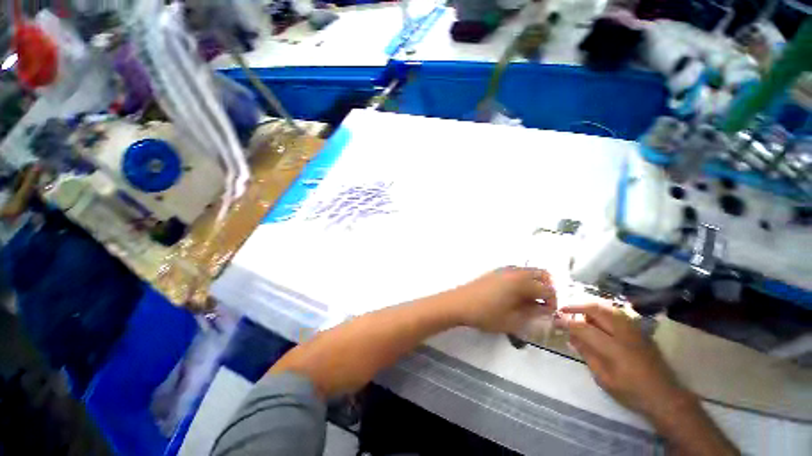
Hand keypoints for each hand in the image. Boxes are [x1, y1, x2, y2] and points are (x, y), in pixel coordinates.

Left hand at [452, 267, 556, 332]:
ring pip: (528, 272)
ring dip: (534, 284)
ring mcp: (503, 270)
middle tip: (541, 304)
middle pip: (540, 274)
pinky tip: (514, 296)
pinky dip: (522, 281)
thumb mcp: (512, 321)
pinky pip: (515, 273)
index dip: (552, 302)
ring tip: (528, 302)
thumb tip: (544, 309)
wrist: (459, 303)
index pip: (547, 289)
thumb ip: (532, 314)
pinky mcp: (495, 272)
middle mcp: (514, 272)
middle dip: (546, 288)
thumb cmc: (486, 314)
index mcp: (521, 282)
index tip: (548, 314)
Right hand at [556, 302, 691, 418]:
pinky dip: (602, 309)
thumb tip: (571, 337)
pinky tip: (596, 316)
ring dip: (589, 305)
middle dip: (576, 306)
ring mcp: (634, 329)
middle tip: (564, 309)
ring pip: (607, 307)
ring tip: (578, 310)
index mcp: (613, 348)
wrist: (665, 396)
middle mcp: (623, 333)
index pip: (583, 328)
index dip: (567, 322)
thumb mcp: (604, 378)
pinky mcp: (640, 330)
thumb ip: (587, 354)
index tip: (555, 320)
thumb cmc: (631, 392)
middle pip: (596, 309)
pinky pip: (617, 312)